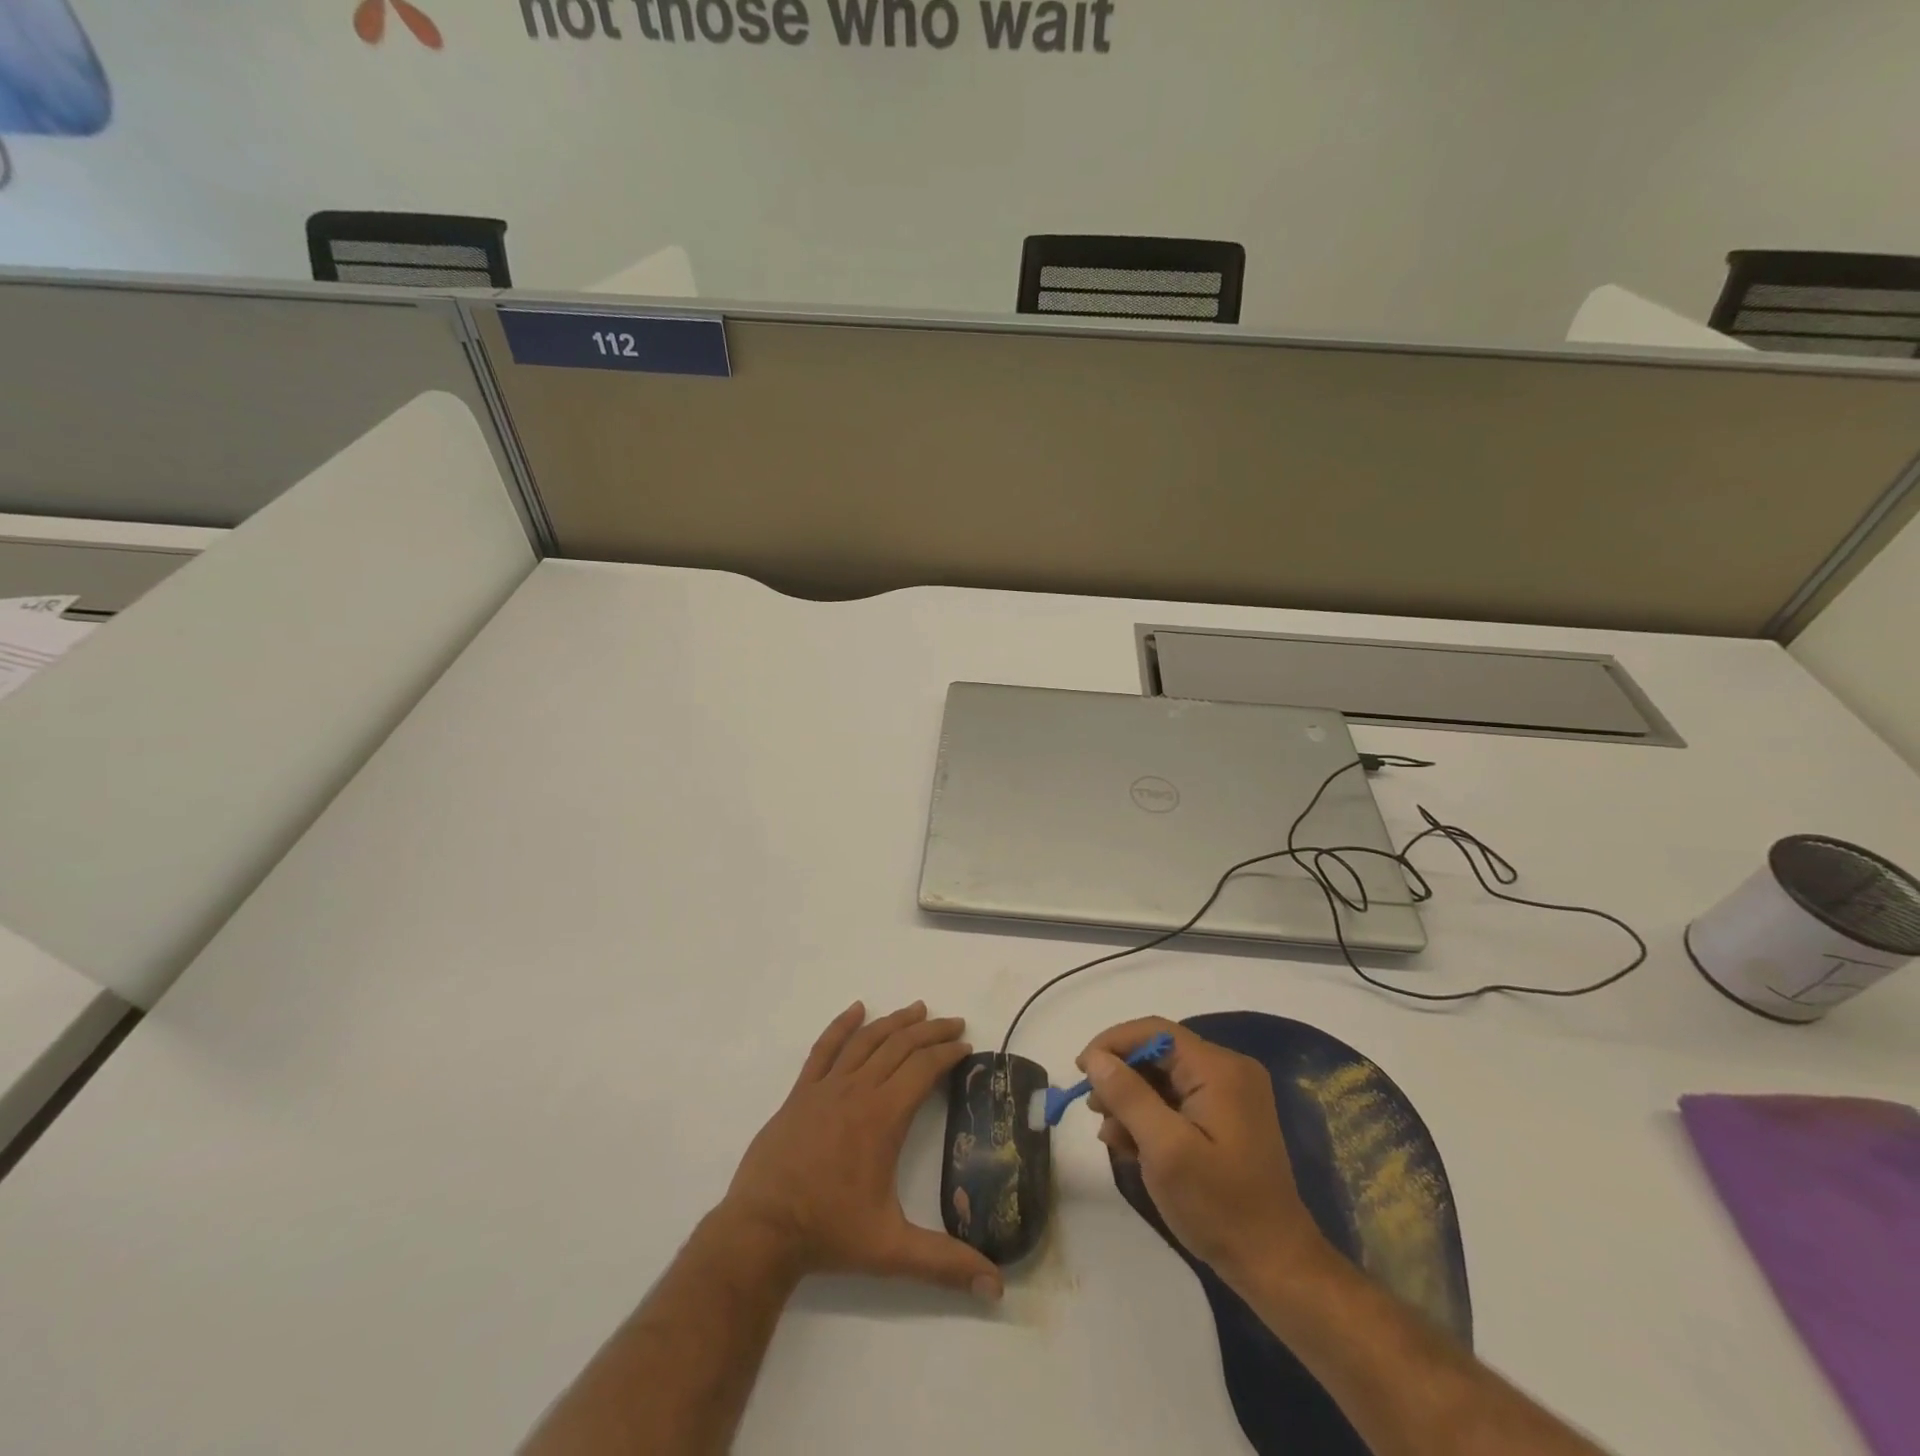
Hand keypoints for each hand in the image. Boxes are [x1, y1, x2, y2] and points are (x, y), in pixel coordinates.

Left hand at [719, 1001, 1003, 1300]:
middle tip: (954, 1022)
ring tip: (918, 1009)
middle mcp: (857, 1091)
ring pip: (866, 1041)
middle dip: (930, 1031)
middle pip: (900, 1046)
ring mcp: (826, 1087)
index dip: (947, 1054)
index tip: (966, 1046)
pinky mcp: (801, 1093)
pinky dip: (842, 1025)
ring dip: (895, 1022)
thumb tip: (996, 1287)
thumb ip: (945, 1264)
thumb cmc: (828, 1233)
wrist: (760, 1230)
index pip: (923, 1069)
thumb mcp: (892, 1250)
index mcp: (883, 1117)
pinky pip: (824, 1048)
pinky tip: (856, 1009)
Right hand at [1080, 1017, 1329, 1287]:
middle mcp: (1228, 1071)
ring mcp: (1231, 1096)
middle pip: (1159, 1053)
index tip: (1081, 1070)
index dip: (1113, 1044)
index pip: (1155, 1032)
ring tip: (1110, 1133)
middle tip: (1093, 1107)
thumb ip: (1128, 1096)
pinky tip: (1131, 1144)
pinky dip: (1151, 1116)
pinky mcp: (1228, 1119)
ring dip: (1132, 1099)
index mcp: (1219, 1069)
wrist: (1276, 1266)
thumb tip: (1096, 1058)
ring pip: (1165, 1078)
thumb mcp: (1165, 1150)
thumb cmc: (1219, 1206)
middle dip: (1121, 1076)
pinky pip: (1179, 1101)